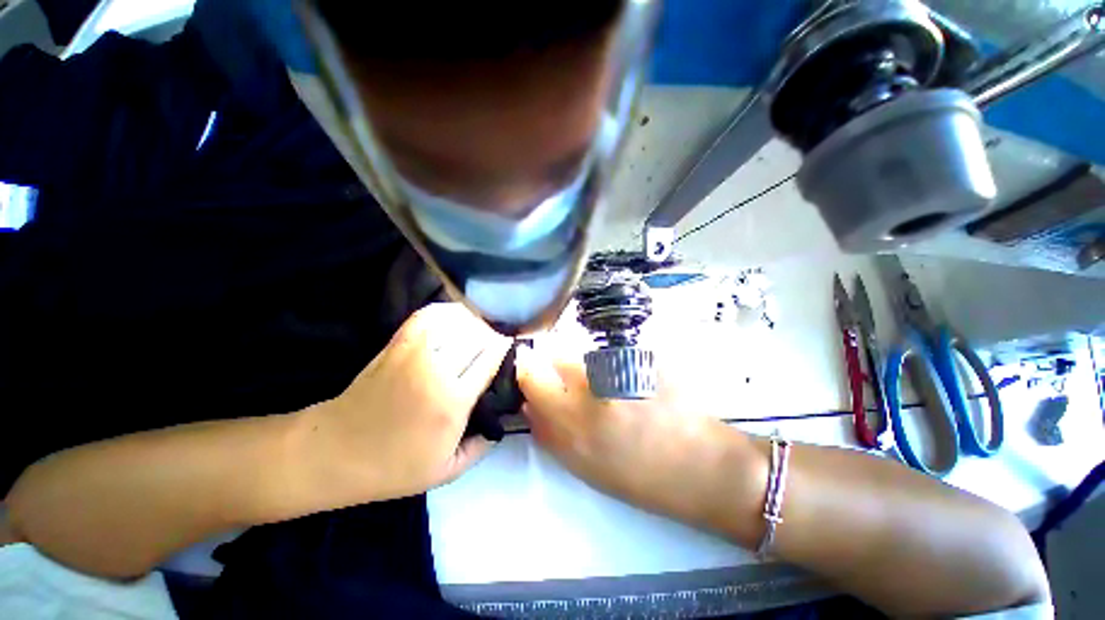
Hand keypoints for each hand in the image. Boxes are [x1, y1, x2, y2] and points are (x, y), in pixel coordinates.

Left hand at [304, 303, 511, 502]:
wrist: (335, 452)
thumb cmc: (393, 467)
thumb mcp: (446, 472)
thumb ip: (482, 446)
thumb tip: (502, 420)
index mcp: (453, 402)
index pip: (491, 359)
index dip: (505, 348)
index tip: (512, 346)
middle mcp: (438, 370)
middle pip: (478, 336)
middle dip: (493, 336)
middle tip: (497, 342)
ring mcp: (415, 352)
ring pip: (457, 322)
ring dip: (474, 323)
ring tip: (480, 331)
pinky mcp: (397, 344)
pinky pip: (429, 315)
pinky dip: (447, 311)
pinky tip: (456, 317)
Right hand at [515, 347, 761, 526]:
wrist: (699, 465)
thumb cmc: (638, 476)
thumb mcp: (583, 467)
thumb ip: (550, 433)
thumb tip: (529, 404)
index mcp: (571, 423)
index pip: (531, 376)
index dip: (528, 370)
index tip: (532, 372)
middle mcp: (591, 389)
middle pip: (556, 356)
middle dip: (557, 366)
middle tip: (576, 383)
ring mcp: (618, 369)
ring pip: (585, 352)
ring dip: (587, 365)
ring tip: (609, 386)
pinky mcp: (641, 356)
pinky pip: (609, 352)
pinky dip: (610, 362)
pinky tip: (629, 381)